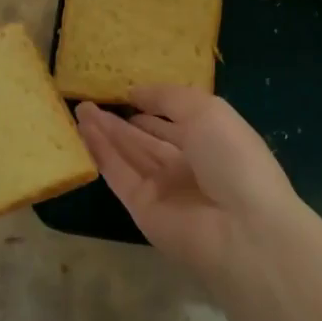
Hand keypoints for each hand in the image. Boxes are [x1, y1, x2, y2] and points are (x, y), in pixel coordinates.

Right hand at [75, 86, 304, 279]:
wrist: (242, 228)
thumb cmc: (233, 158)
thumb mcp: (207, 111)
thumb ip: (168, 97)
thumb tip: (135, 92)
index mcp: (212, 141)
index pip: (175, 122)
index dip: (151, 107)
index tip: (123, 92)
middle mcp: (187, 166)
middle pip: (146, 140)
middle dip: (120, 121)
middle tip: (88, 101)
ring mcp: (164, 189)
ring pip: (128, 155)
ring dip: (105, 133)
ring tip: (79, 110)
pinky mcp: (142, 209)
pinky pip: (119, 175)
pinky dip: (102, 153)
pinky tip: (84, 131)